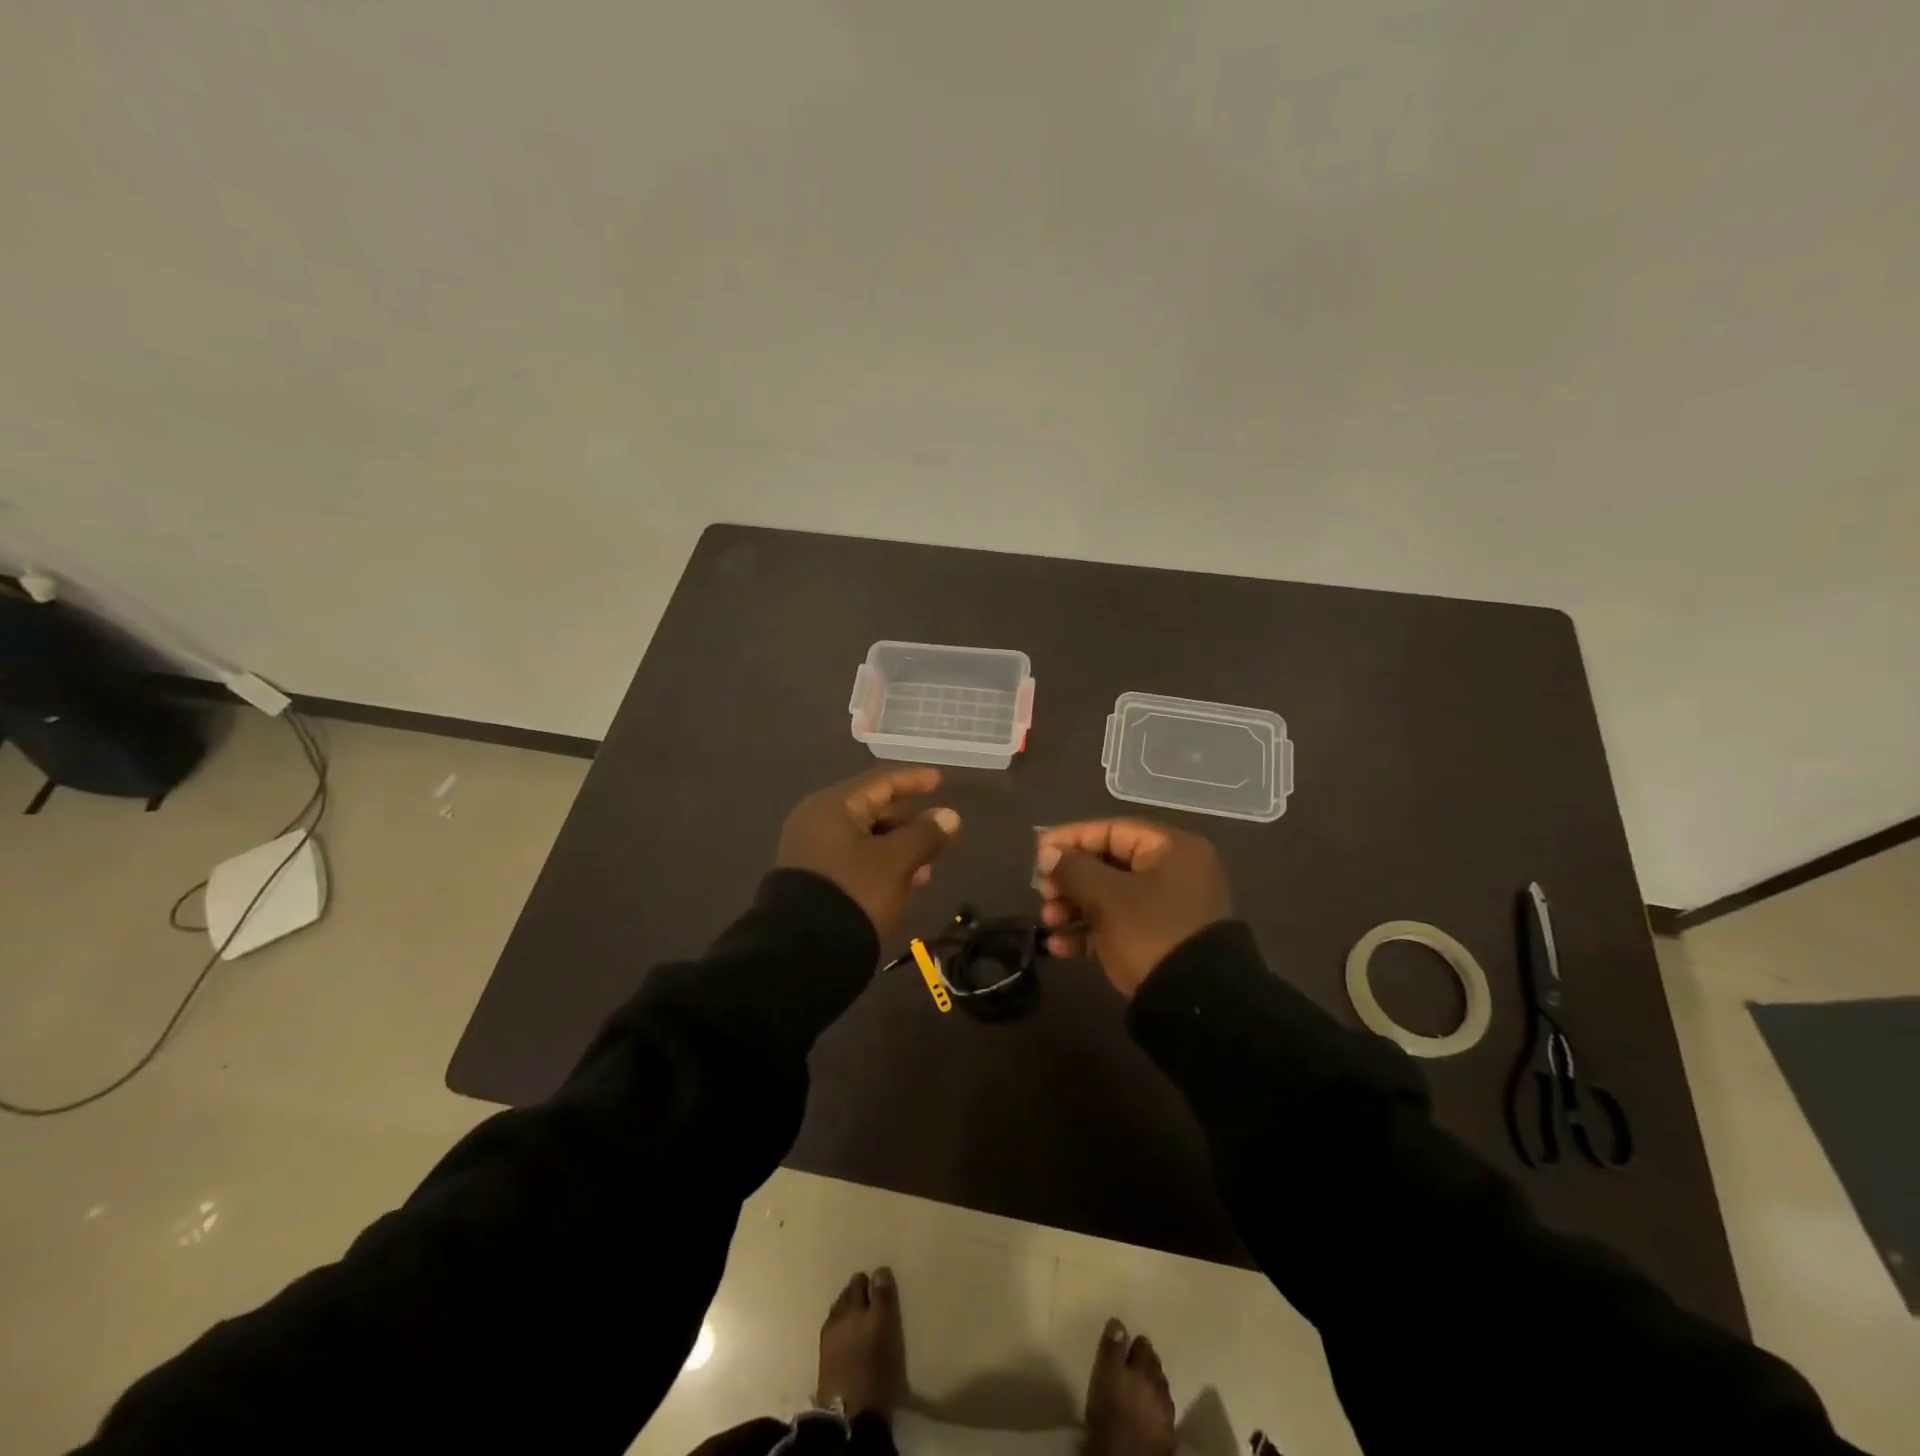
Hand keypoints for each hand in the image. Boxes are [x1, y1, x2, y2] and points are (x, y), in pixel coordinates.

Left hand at [777, 766, 961, 936]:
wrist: (802, 952)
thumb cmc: (854, 892)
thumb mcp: (896, 862)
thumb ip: (925, 835)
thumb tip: (949, 816)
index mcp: (833, 806)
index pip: (881, 782)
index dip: (913, 780)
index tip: (940, 781)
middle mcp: (817, 821)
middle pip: (872, 810)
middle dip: (908, 822)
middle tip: (938, 834)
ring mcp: (811, 851)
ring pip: (864, 838)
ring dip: (898, 849)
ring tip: (927, 870)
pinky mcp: (811, 879)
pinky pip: (853, 859)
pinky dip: (880, 865)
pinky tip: (902, 885)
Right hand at [1034, 819, 1232, 997]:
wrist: (1197, 1006)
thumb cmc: (1151, 934)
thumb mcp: (1107, 898)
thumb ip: (1073, 869)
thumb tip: (1048, 853)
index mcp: (1172, 849)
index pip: (1112, 831)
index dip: (1072, 839)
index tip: (1038, 852)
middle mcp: (1174, 872)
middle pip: (1109, 864)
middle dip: (1070, 880)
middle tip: (1043, 894)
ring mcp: (1169, 908)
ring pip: (1111, 897)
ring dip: (1074, 907)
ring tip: (1048, 923)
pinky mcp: (1162, 940)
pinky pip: (1119, 925)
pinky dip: (1090, 931)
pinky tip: (1059, 946)